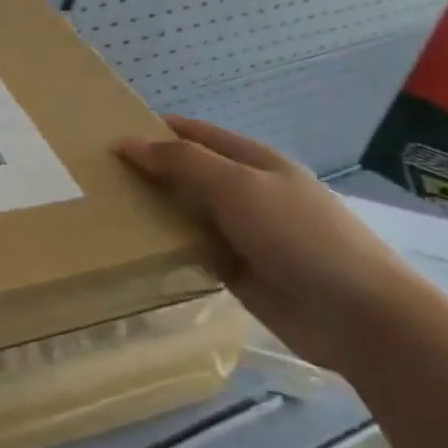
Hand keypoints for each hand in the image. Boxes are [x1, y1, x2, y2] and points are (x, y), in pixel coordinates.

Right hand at [118, 116, 438, 374]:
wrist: (360, 318)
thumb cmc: (300, 237)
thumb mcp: (238, 187)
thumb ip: (182, 162)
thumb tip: (127, 143)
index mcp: (251, 161)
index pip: (191, 134)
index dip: (151, 130)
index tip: (102, 136)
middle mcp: (243, 191)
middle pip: (183, 172)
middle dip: (143, 170)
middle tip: (88, 176)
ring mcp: (239, 231)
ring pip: (182, 211)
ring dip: (148, 209)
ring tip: (95, 209)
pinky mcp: (233, 269)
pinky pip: (188, 248)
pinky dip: (162, 245)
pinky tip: (127, 247)